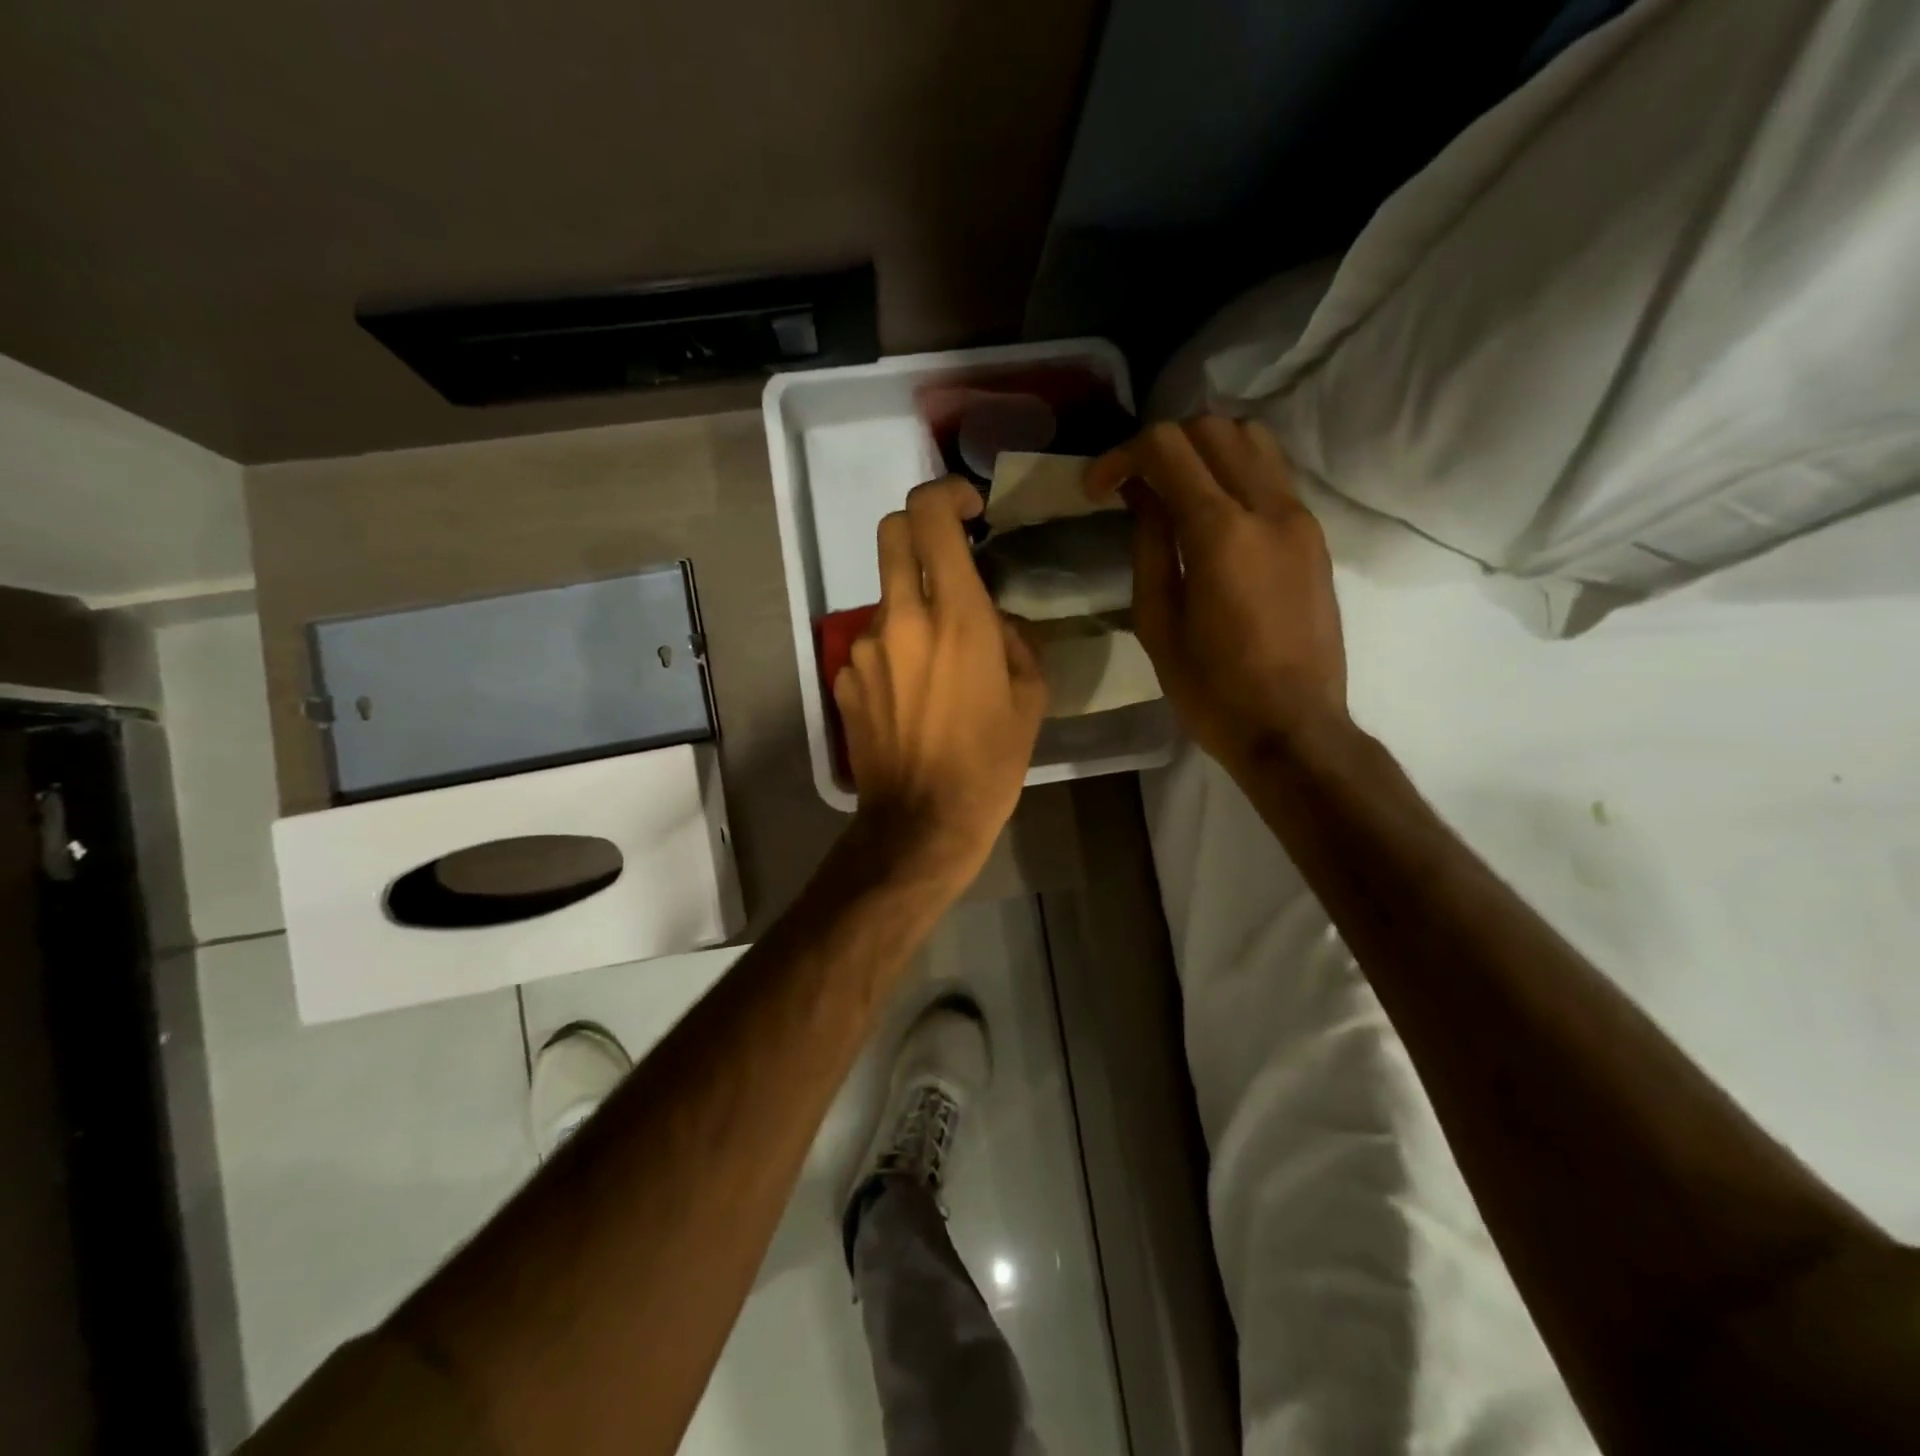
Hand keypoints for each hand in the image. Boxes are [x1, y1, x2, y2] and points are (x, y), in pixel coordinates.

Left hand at [834, 478, 1048, 885]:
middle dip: (921, 528)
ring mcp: (863, 649)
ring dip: (912, 606)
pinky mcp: (844, 679)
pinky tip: (913, 694)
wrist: (922, 824)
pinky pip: (872, 644)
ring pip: (885, 597)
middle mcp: (900, 620)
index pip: (930, 517)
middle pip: (892, 533)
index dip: (947, 494)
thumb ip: (1015, 640)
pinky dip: (895, 650)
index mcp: (955, 617)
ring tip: (940, 660)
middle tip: (949, 556)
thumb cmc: (990, 764)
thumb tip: (995, 620)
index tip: (969, 508)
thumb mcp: (1030, 698)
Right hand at [1088, 417, 1346, 773]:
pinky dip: (1235, 471)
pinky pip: (1274, 474)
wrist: (1294, 728)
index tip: (1098, 488)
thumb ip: (1150, 547)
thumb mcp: (1158, 624)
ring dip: (1204, 449)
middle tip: (1132, 485)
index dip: (1122, 455)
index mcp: (1221, 534)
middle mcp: (1268, 508)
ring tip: (1174, 489)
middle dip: (1162, 444)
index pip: (1169, 448)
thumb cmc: (1213, 690)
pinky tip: (1212, 511)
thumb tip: (1144, 496)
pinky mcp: (1315, 536)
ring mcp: (1300, 518)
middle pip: (1213, 428)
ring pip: (1253, 439)